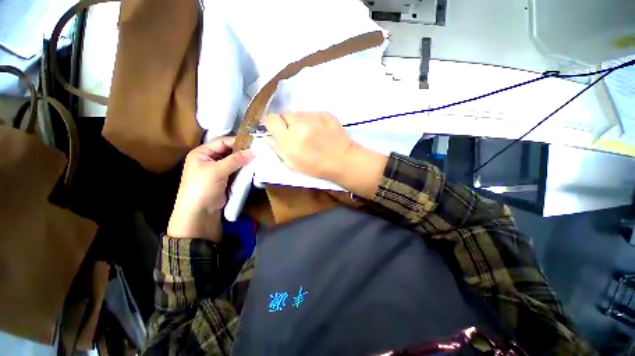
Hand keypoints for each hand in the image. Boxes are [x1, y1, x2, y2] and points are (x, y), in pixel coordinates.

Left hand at [167, 137, 253, 240]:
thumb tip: (253, 151)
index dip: (237, 141)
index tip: (253, 143)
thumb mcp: (217, 171)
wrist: (199, 212)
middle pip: (228, 151)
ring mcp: (218, 169)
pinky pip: (236, 169)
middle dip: (242, 151)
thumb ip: (235, 160)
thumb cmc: (202, 187)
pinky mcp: (225, 178)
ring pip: (234, 160)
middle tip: (257, 150)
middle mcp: (209, 158)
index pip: (222, 142)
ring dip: (244, 160)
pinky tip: (252, 167)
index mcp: (202, 152)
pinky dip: (243, 168)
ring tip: (257, 158)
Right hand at [264, 112, 387, 198]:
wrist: (344, 161)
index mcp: (289, 140)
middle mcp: (299, 124)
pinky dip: (312, 121)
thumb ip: (277, 149)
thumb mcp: (293, 165)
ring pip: (298, 113)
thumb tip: (267, 137)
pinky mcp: (325, 113)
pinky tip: (320, 131)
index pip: (271, 119)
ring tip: (309, 134)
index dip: (272, 125)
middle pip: (284, 114)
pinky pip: (311, 113)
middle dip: (286, 124)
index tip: (276, 131)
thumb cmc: (317, 168)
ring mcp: (314, 116)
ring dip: (299, 122)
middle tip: (295, 135)